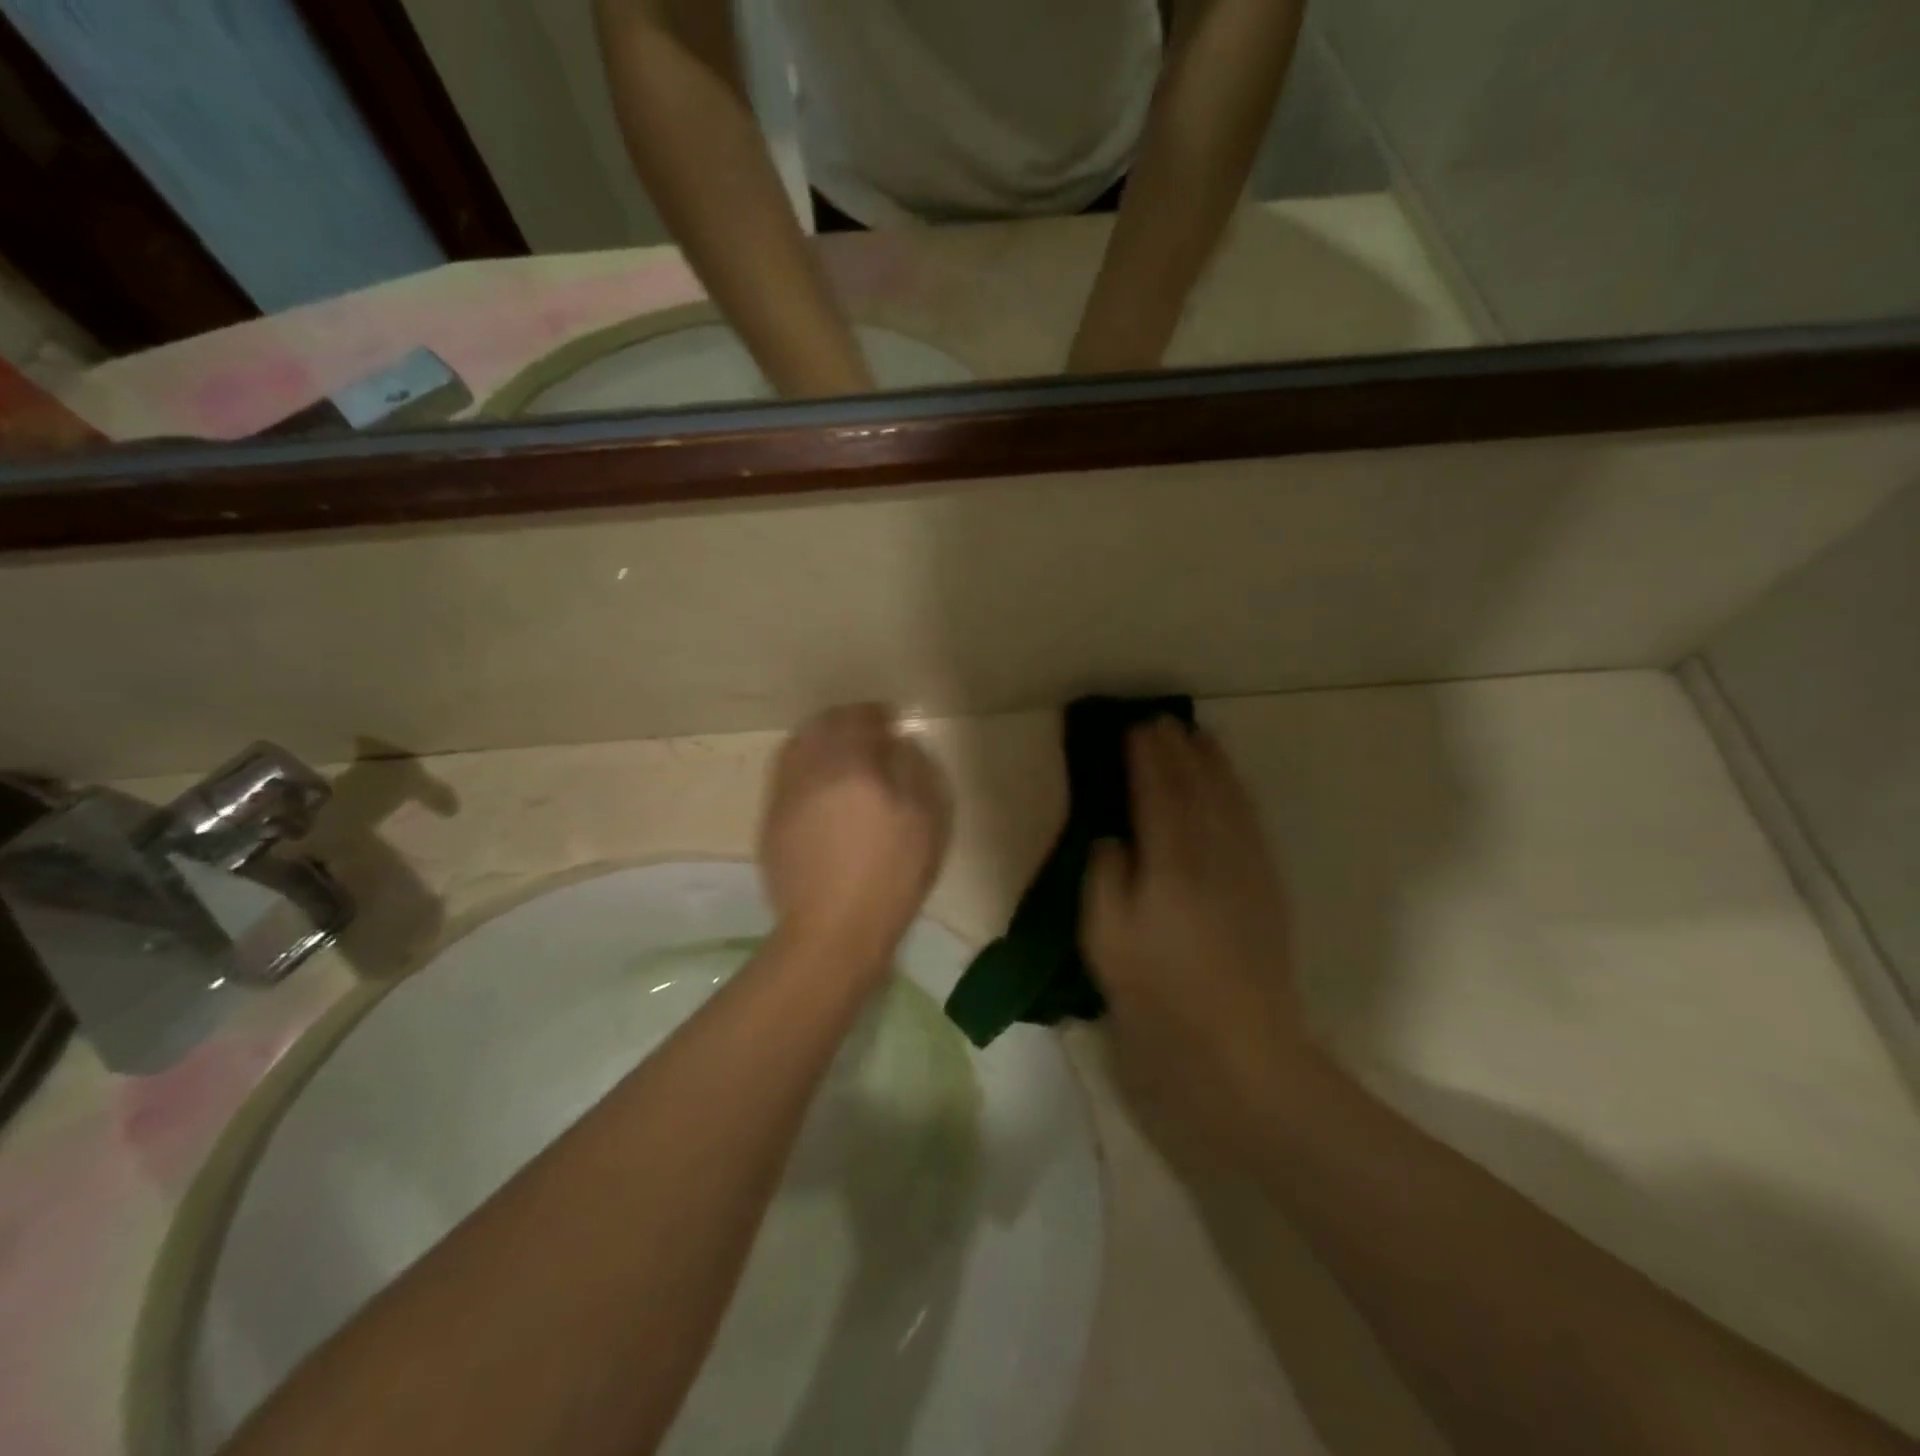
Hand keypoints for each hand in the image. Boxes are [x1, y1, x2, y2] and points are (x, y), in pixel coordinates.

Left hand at [759, 704, 951, 975]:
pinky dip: (804, 768)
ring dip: (820, 741)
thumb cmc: (890, 876)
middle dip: (845, 721)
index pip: (859, 718)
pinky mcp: (771, 822)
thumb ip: (916, 770)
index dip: (876, 714)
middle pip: (821, 726)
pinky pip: (786, 776)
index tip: (891, 720)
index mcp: (851, 765)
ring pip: (797, 747)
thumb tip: (900, 744)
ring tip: (840, 755)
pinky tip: (820, 788)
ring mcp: (785, 796)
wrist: (833, 931)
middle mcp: (811, 770)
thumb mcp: (925, 821)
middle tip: (867, 732)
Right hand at [1082, 721, 1309, 1156]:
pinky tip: (1230, 788)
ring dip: (1212, 762)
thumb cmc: (1160, 997)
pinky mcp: (1268, 888)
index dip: (1145, 756)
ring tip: (1197, 736)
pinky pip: (1251, 821)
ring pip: (1230, 798)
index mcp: (1172, 862)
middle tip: (1161, 720)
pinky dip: (1237, 792)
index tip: (1134, 725)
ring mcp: (1248, 868)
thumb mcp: (1107, 940)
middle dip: (1179, 748)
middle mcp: (1215, 852)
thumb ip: (1105, 877)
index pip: (1157, 791)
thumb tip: (1113, 837)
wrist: (1242, 1052)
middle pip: (1197, 785)